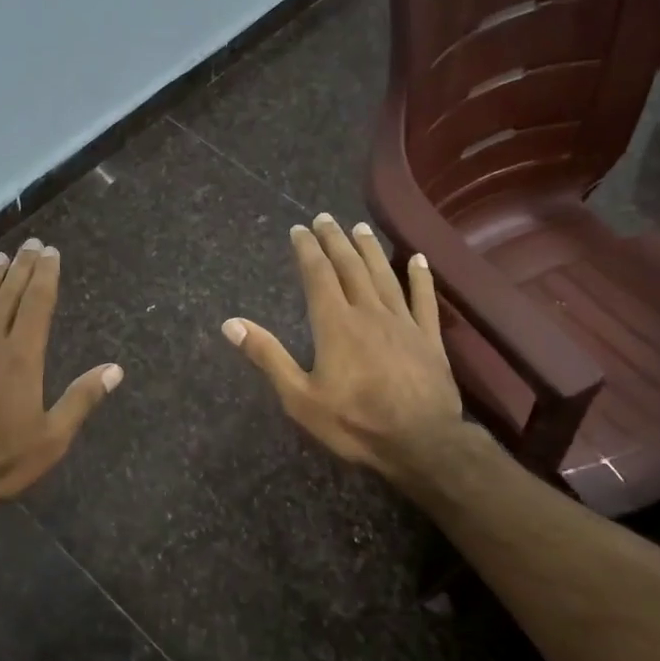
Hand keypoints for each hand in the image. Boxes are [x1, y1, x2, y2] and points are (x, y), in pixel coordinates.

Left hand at [0, 237, 121, 518]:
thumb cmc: (0, 462)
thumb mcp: (52, 439)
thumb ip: (81, 399)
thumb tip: (116, 369)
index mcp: (22, 358)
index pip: (37, 304)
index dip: (45, 275)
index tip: (50, 252)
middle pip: (7, 296)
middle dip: (21, 268)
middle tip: (29, 244)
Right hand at [222, 213, 461, 484]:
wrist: (420, 442)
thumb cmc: (354, 422)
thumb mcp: (299, 397)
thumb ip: (268, 356)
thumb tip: (230, 324)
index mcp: (335, 325)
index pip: (318, 276)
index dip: (308, 250)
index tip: (299, 229)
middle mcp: (369, 312)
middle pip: (351, 267)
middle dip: (336, 240)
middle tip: (326, 218)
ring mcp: (403, 322)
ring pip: (384, 275)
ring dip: (370, 249)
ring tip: (360, 228)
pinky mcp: (429, 337)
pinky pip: (425, 299)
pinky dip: (420, 277)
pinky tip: (418, 259)